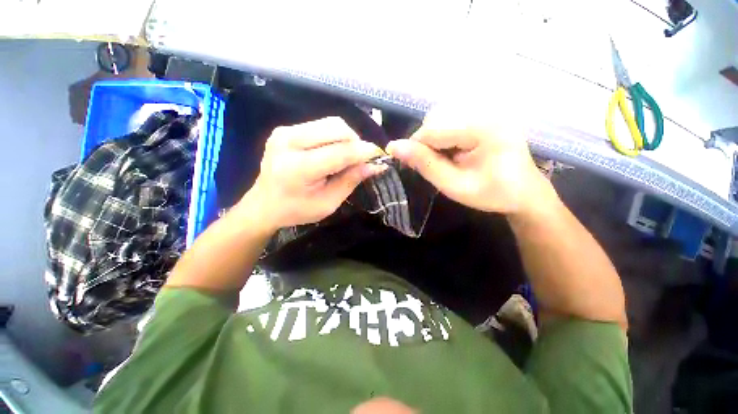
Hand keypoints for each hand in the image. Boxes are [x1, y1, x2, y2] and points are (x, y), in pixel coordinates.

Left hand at [240, 117, 385, 232]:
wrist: (263, 205)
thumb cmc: (296, 210)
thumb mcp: (328, 203)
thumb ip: (351, 181)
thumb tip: (375, 165)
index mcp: (298, 168)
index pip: (340, 152)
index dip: (364, 152)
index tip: (379, 156)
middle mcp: (289, 142)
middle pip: (336, 128)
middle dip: (356, 142)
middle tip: (360, 159)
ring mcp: (284, 132)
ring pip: (330, 123)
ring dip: (346, 138)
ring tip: (347, 156)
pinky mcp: (285, 129)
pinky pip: (320, 125)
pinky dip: (334, 137)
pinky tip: (333, 151)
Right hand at [386, 110, 551, 215]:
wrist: (524, 192)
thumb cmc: (491, 194)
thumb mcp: (454, 185)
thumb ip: (425, 164)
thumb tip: (394, 147)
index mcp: (483, 128)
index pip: (433, 129)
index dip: (415, 147)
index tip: (410, 165)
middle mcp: (486, 110)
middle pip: (436, 118)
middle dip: (425, 143)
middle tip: (432, 166)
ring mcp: (487, 110)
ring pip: (441, 117)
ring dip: (433, 139)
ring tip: (444, 160)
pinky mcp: (485, 114)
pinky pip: (451, 119)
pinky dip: (443, 136)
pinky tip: (452, 151)